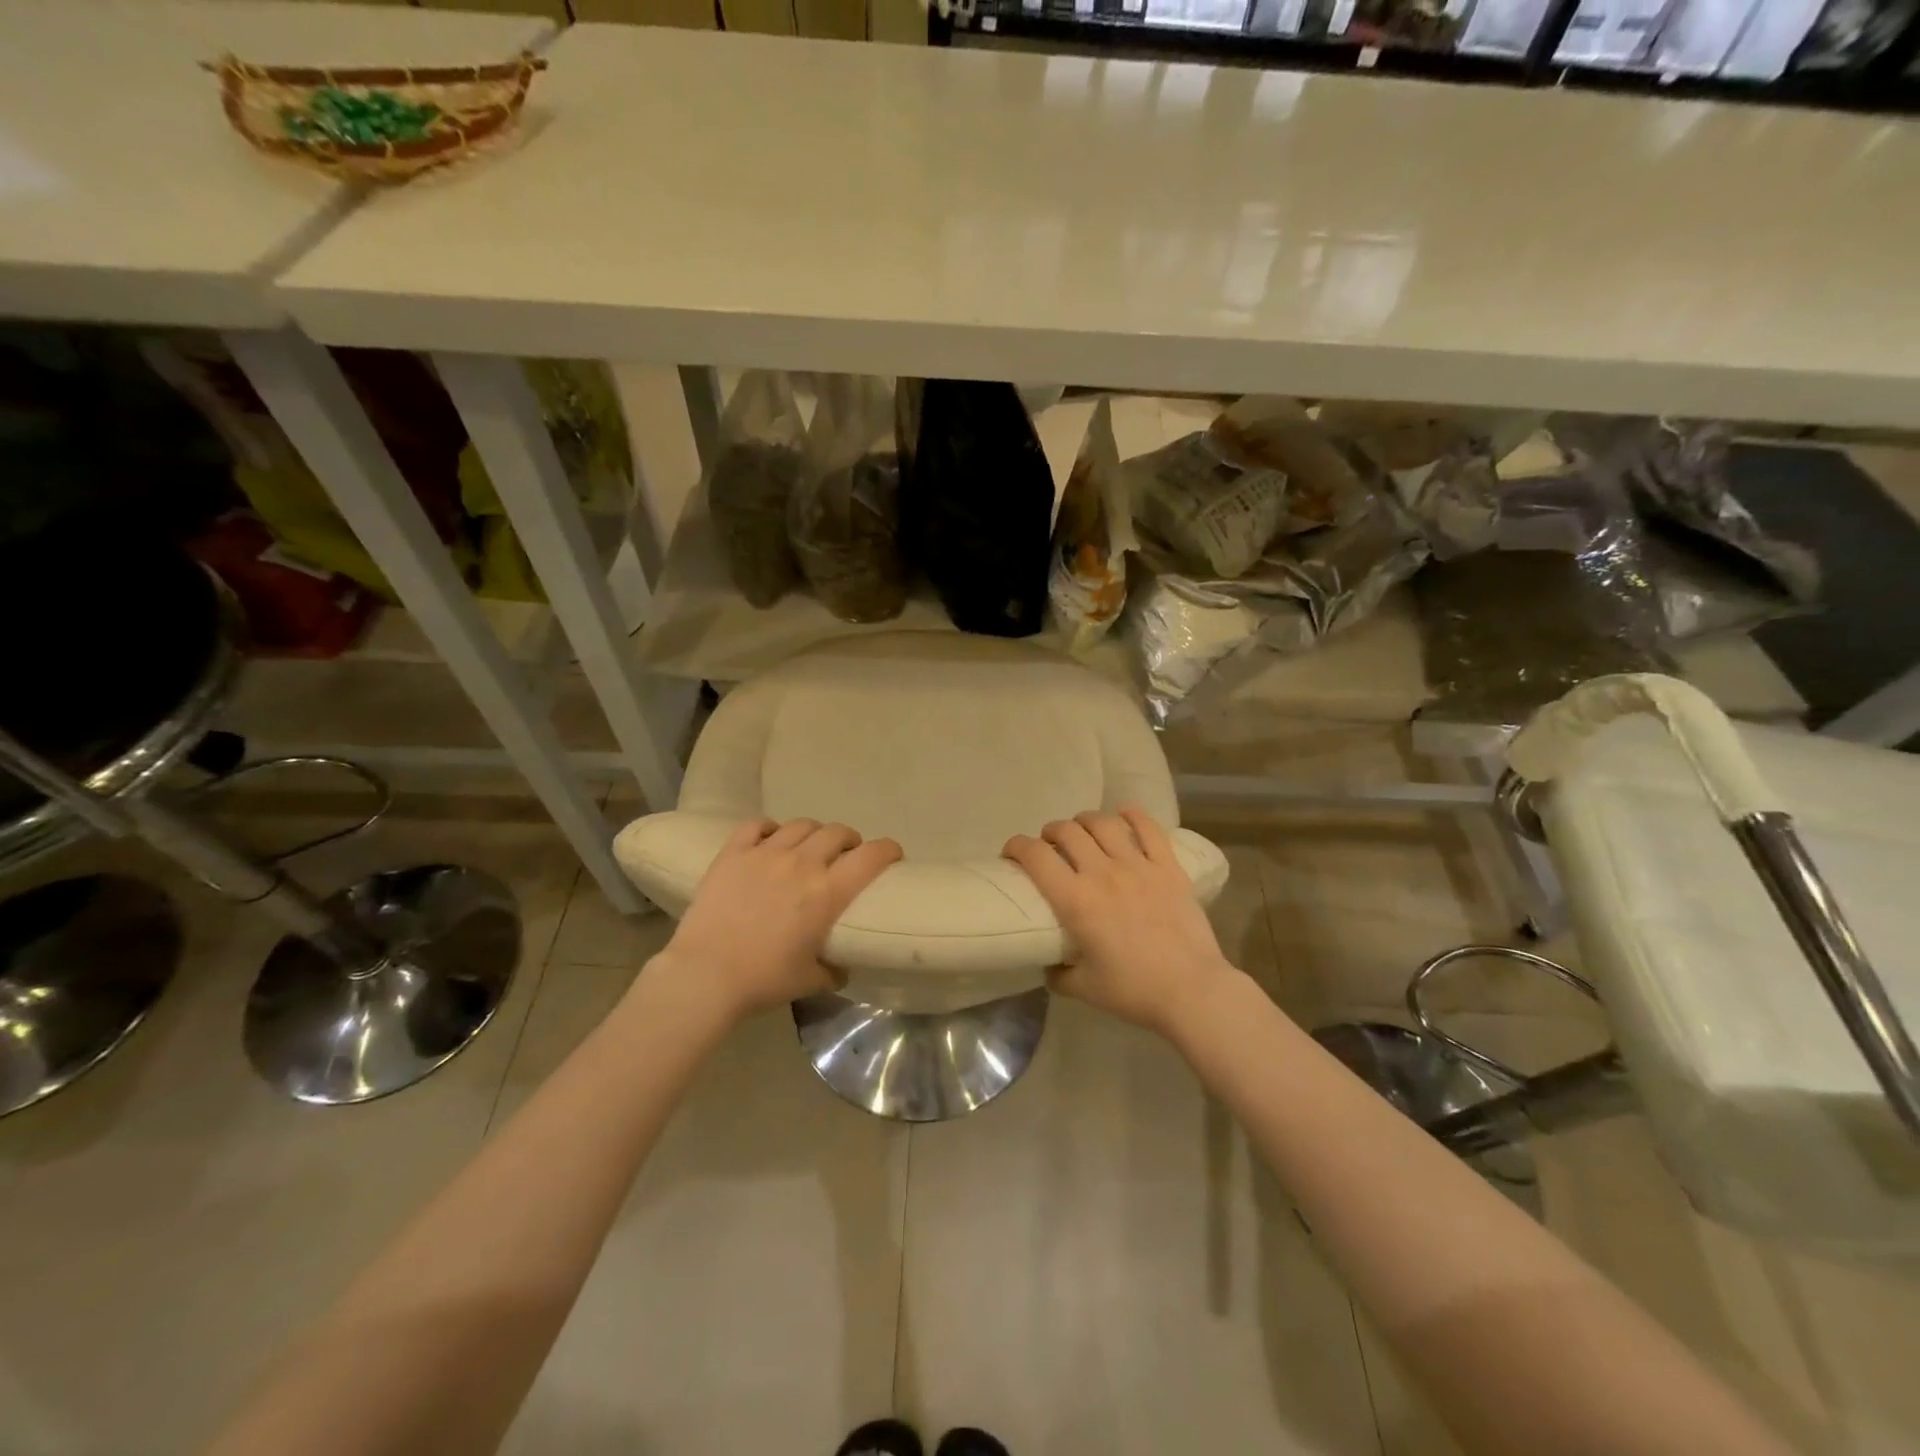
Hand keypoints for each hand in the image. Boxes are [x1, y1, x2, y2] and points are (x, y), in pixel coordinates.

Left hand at [652, 818, 901, 1021]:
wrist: (705, 975)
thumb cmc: (764, 980)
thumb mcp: (809, 980)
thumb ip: (831, 969)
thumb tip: (840, 967)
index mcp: (828, 892)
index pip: (871, 856)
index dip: (888, 849)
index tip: (893, 854)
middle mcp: (802, 863)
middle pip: (837, 832)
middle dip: (849, 840)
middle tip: (847, 854)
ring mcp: (766, 853)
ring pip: (801, 825)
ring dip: (814, 833)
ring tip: (810, 846)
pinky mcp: (734, 853)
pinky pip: (757, 825)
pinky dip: (770, 828)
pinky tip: (770, 838)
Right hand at [1004, 807, 1236, 1037]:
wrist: (1192, 991)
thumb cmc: (1134, 991)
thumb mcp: (1083, 988)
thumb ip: (1058, 973)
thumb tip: (1050, 964)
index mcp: (1075, 900)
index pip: (1035, 856)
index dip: (1016, 846)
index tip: (1011, 852)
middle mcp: (1102, 872)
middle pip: (1067, 831)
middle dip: (1050, 832)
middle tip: (1049, 846)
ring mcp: (1138, 865)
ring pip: (1103, 823)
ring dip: (1084, 821)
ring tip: (1082, 831)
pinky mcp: (1168, 867)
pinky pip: (1149, 828)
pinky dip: (1133, 815)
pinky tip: (1124, 814)